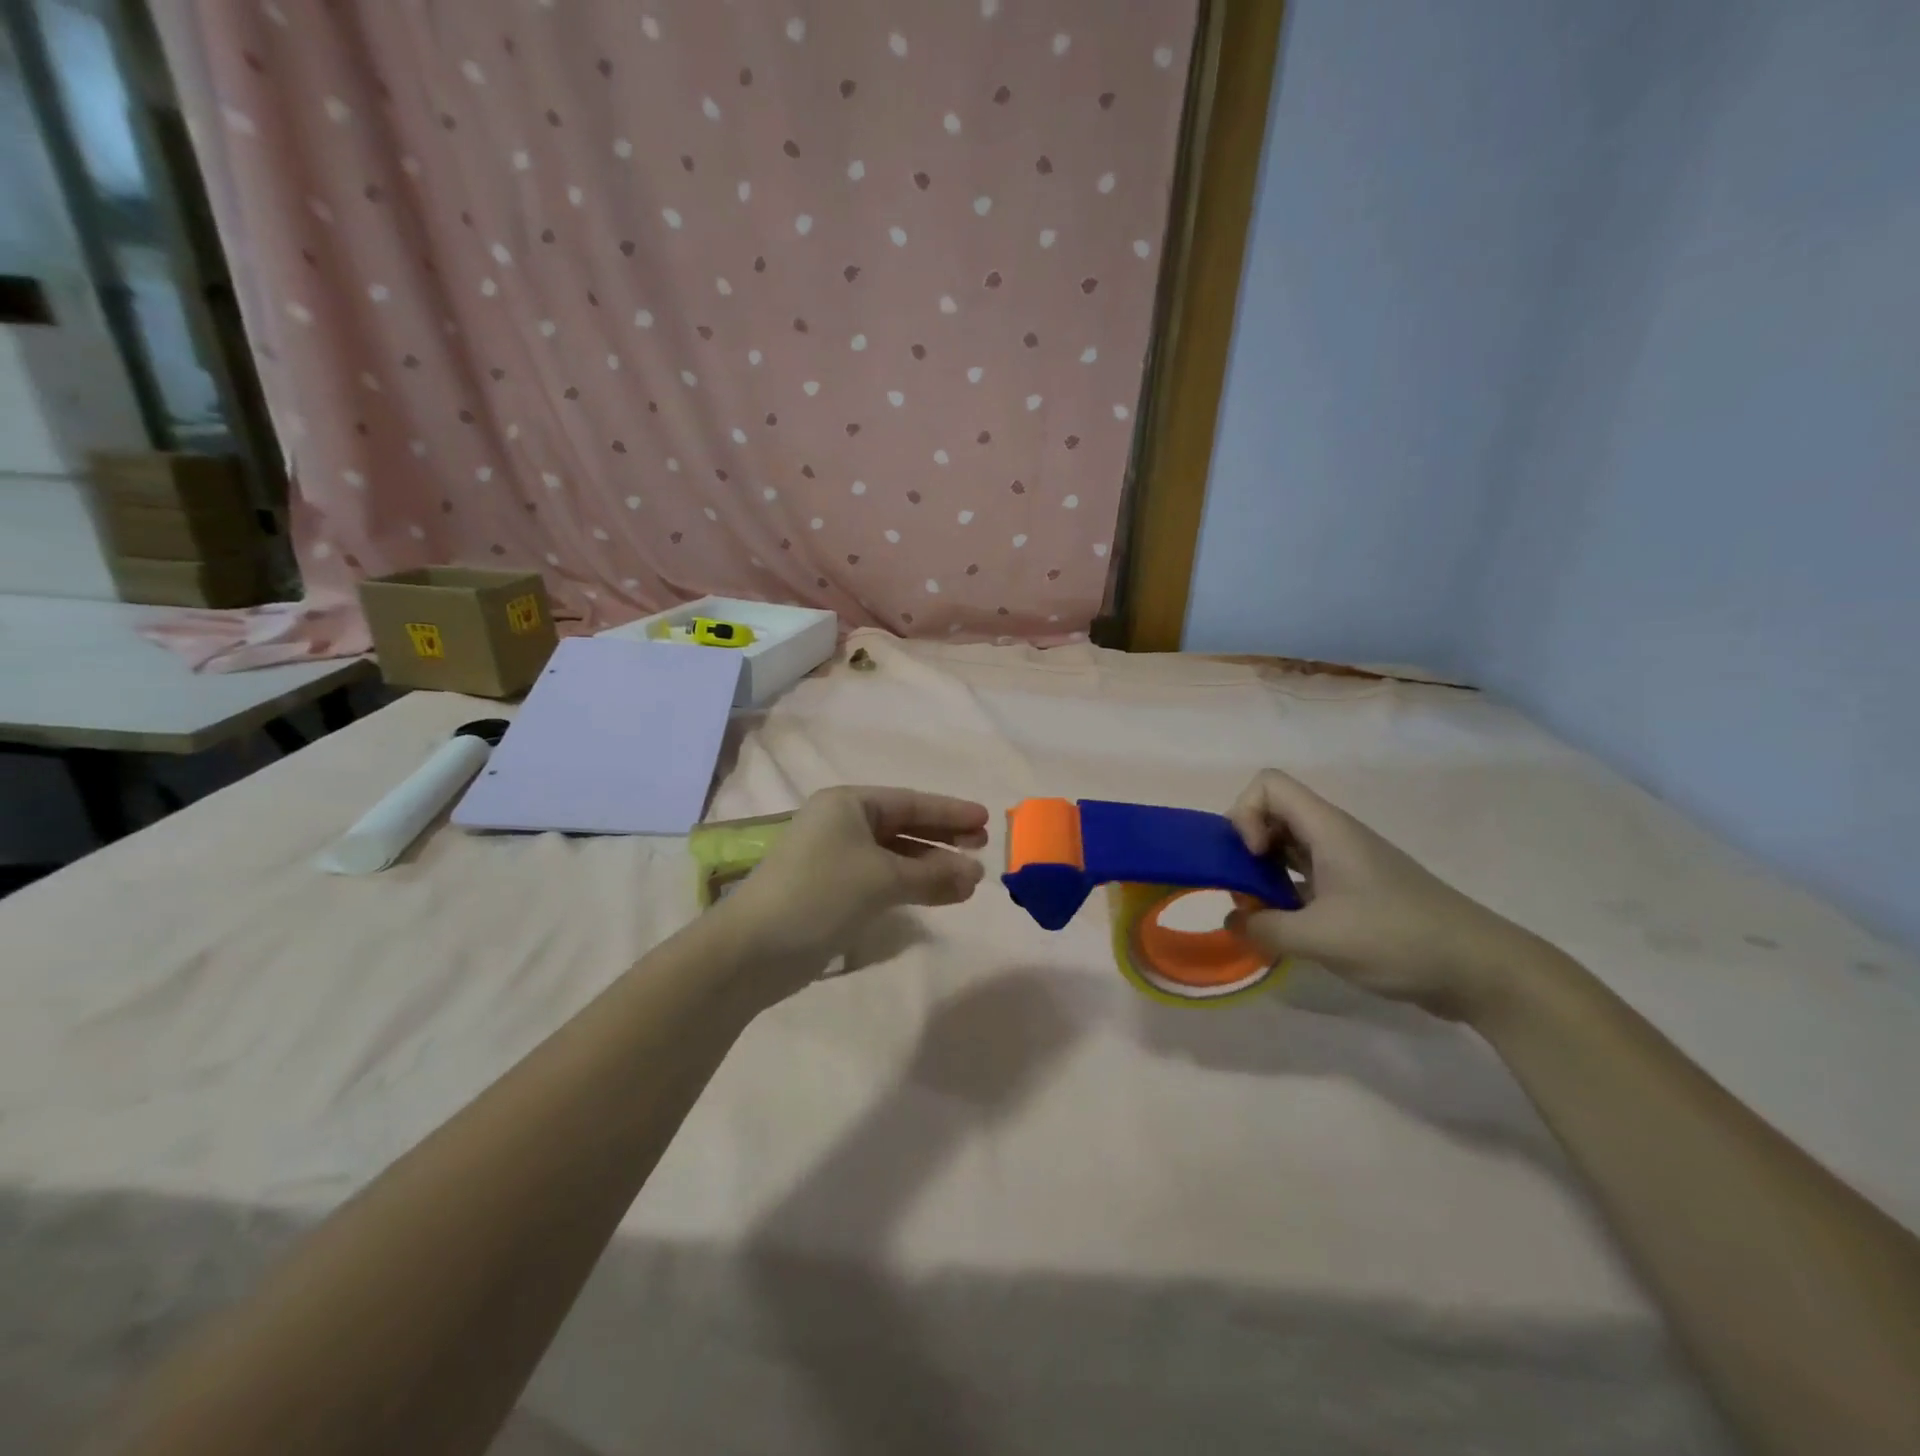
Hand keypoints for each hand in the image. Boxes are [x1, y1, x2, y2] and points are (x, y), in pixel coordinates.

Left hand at [713, 786, 988, 1003]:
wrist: (753, 950)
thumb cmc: (819, 894)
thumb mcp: (882, 879)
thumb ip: (933, 875)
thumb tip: (976, 874)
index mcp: (848, 804)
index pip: (911, 802)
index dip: (950, 812)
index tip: (986, 820)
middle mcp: (841, 824)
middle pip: (904, 826)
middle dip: (943, 838)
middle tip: (982, 848)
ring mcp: (835, 859)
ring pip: (895, 856)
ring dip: (931, 867)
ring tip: (971, 879)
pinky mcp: (833, 891)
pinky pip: (883, 880)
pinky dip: (912, 886)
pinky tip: (941, 897)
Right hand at [1227, 769, 1544, 1020]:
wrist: (1482, 970)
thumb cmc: (1399, 939)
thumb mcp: (1321, 938)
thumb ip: (1265, 928)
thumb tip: (1233, 922)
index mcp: (1328, 830)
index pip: (1268, 785)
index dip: (1246, 814)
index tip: (1254, 858)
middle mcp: (1333, 837)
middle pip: (1272, 813)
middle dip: (1246, 846)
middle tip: (1246, 889)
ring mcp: (1346, 864)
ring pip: (1286, 847)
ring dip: (1262, 873)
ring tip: (1260, 913)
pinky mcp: (1355, 891)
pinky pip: (1304, 876)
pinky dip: (1284, 893)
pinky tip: (1286, 929)